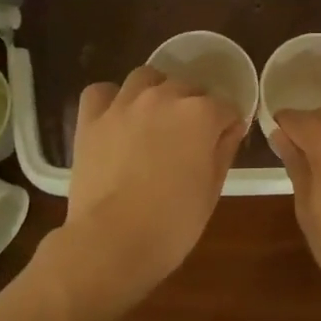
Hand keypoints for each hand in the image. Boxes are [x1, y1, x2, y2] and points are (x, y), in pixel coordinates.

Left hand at [57, 66, 246, 303]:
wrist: (112, 242)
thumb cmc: (173, 223)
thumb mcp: (212, 190)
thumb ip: (223, 150)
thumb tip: (230, 128)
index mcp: (200, 115)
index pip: (225, 107)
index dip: (227, 125)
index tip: (224, 143)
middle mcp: (163, 97)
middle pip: (187, 88)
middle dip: (194, 108)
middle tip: (190, 139)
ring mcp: (124, 105)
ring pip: (146, 78)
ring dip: (156, 93)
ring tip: (155, 120)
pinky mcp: (91, 119)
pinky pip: (102, 92)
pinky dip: (112, 99)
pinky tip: (117, 117)